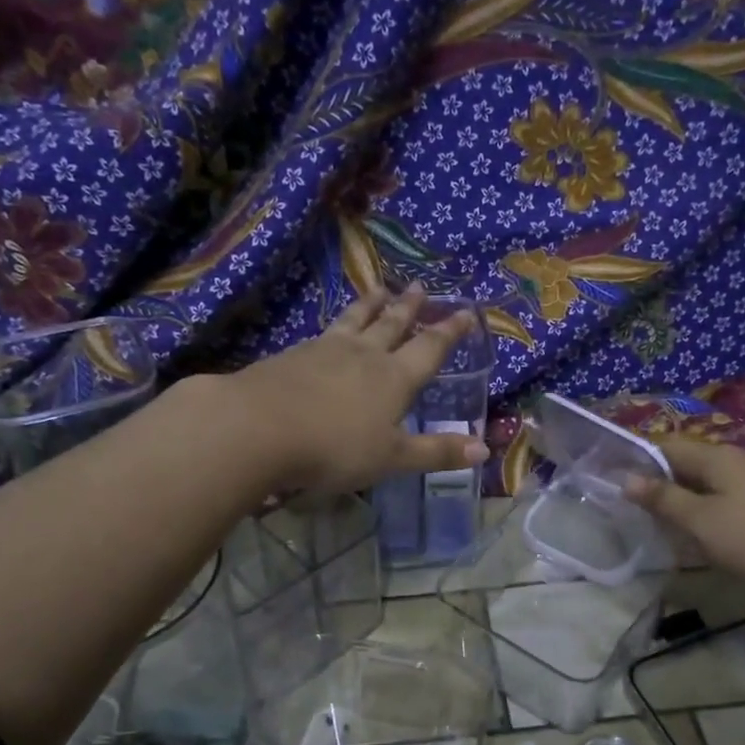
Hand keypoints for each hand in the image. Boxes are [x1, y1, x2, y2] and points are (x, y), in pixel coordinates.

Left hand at [225, 286, 487, 492]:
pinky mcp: (293, 354)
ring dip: (372, 305)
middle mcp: (364, 355)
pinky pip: (325, 331)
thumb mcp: (392, 458)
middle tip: (420, 286)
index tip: (466, 311)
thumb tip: (485, 449)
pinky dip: (338, 322)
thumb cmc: (334, 448)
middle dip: (410, 307)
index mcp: (394, 378)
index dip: (450, 331)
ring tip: (380, 289)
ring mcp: (326, 350)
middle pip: (392, 324)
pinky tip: (332, 328)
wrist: (258, 427)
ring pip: (356, 320)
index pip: (430, 349)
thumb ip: (436, 452)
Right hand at [624, 438, 744, 595]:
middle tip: (637, 509)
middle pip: (690, 463)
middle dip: (662, 482)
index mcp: (718, 456)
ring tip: (665, 524)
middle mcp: (740, 458)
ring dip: (686, 498)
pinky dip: (710, 509)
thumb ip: (664, 499)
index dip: (641, 461)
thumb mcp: (701, 521)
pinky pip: (730, 496)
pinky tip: (706, 532)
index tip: (617, 482)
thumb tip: (627, 479)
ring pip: (710, 482)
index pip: (667, 446)